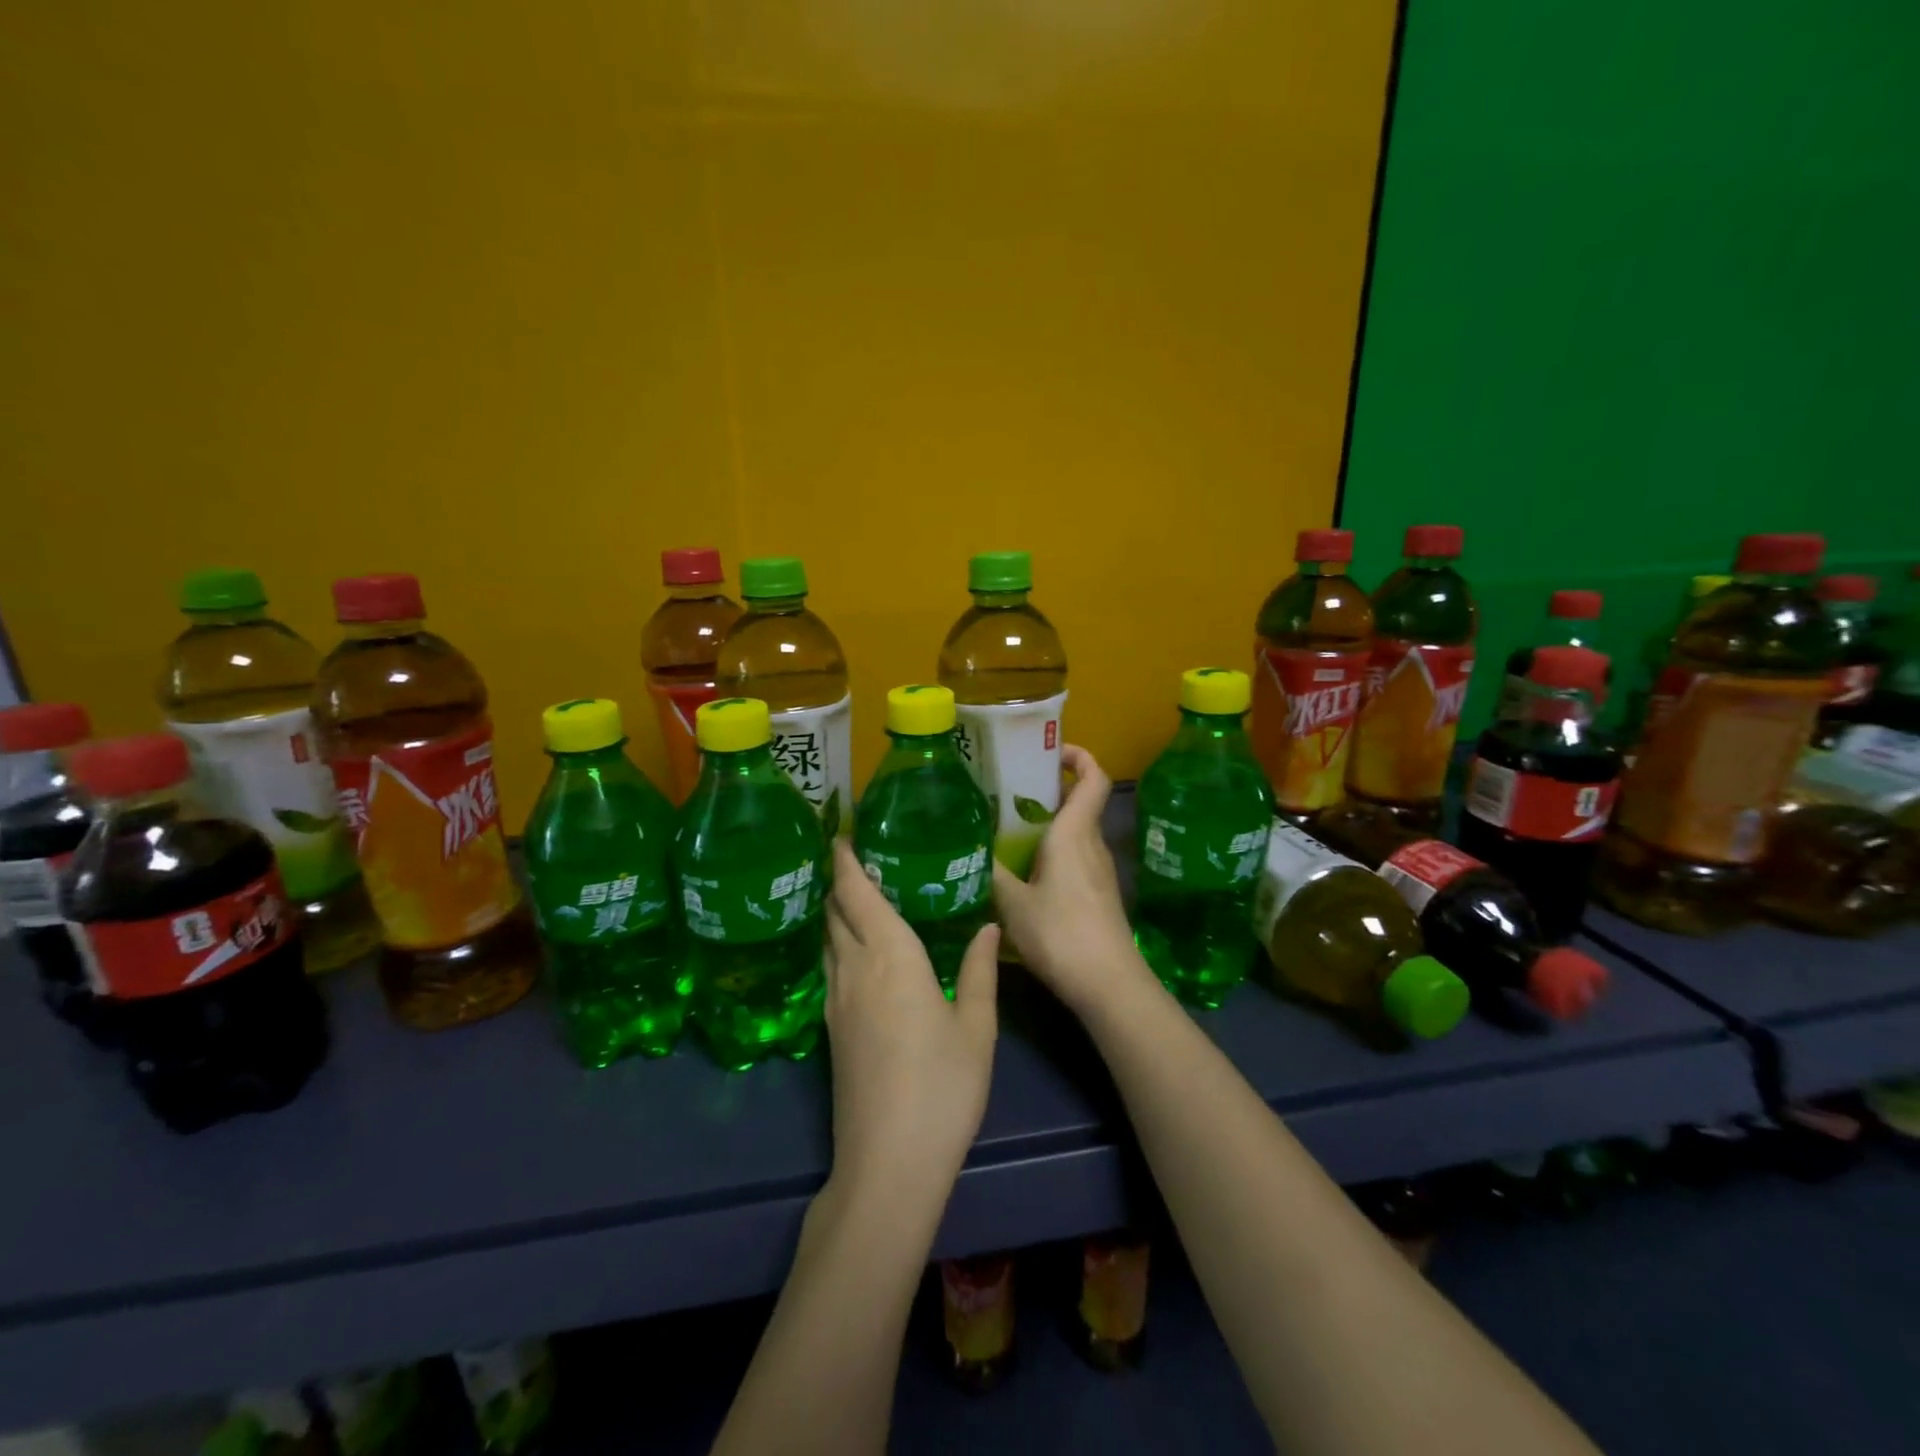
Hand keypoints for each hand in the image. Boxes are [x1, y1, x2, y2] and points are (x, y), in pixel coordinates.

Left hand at [823, 839, 999, 1202]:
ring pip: (827, 940)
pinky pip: (829, 968)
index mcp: (891, 957)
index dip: (844, 862)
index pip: (856, 895)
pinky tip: (857, 951)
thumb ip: (981, 970)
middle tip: (855, 857)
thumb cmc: (942, 1087)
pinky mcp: (831, 1030)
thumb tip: (988, 926)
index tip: (841, 834)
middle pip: (834, 913)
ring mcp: (837, 1002)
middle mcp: (855, 970)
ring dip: (835, 912)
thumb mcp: (976, 1028)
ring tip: (855, 895)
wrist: (888, 1163)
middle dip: (838, 881)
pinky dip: (837, 944)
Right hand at [992, 744, 1153, 1017]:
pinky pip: (1076, 859)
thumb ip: (991, 874)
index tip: (1050, 751)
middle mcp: (1092, 845)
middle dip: (1048, 792)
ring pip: (1076, 834)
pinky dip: (1054, 854)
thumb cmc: (1060, 933)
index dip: (1078, 756)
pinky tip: (1025, 874)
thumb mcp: (1012, 903)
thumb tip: (969, 852)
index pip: (1092, 778)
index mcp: (1074, 833)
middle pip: (1079, 804)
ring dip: (1048, 826)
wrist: (1108, 984)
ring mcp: (1099, 872)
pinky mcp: (1099, 896)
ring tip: (1007, 833)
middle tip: (1008, 794)